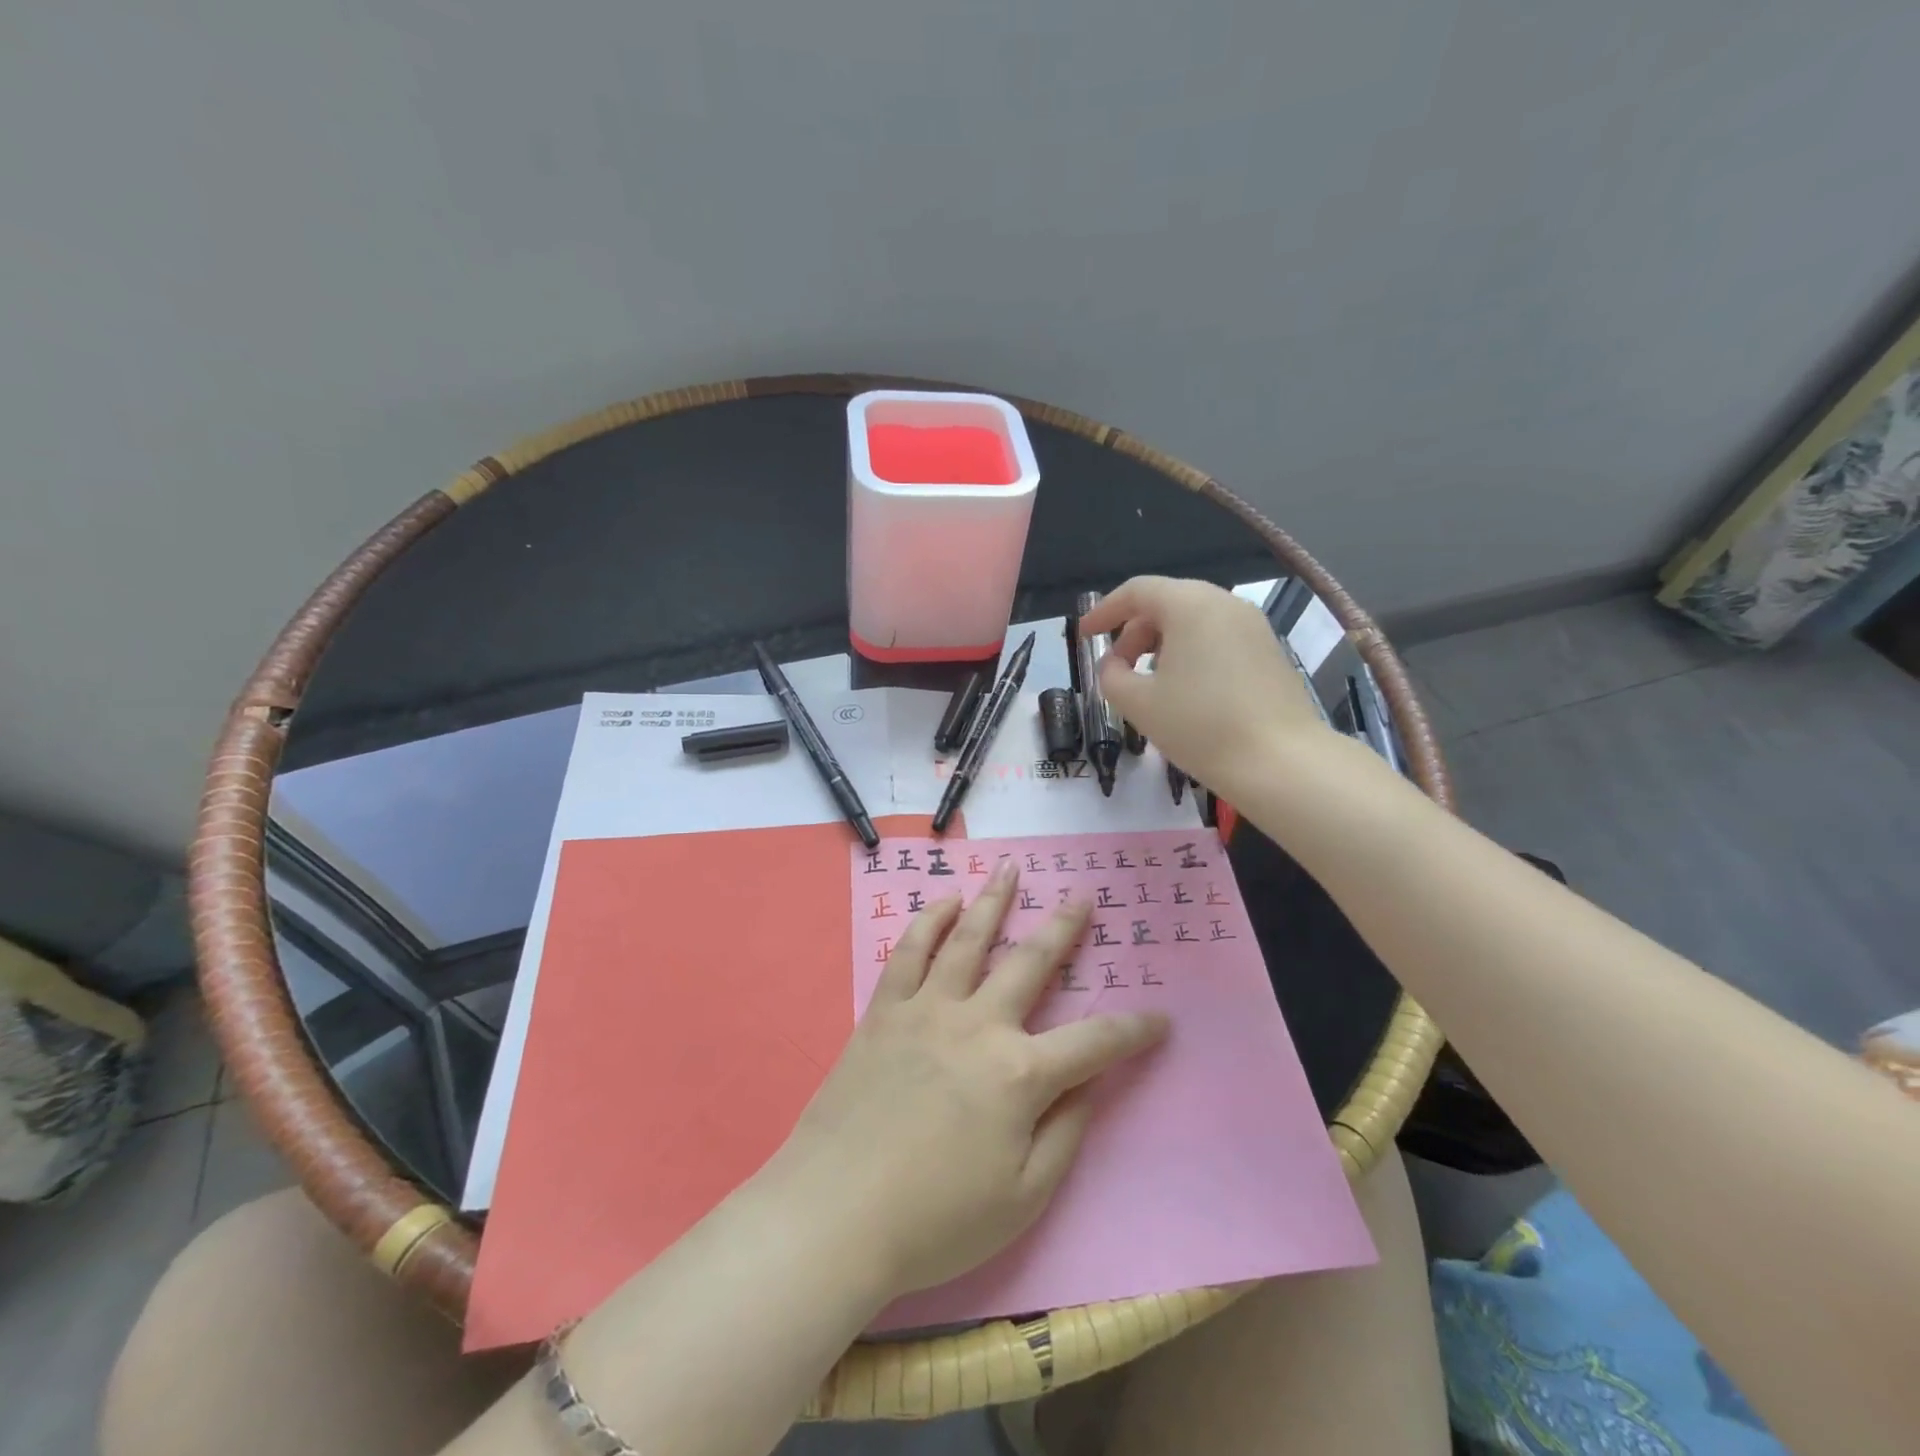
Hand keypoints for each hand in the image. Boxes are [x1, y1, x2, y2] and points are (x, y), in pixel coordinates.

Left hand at [770, 859, 1168, 1298]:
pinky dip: (929, 921)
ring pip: (970, 939)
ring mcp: (927, 1009)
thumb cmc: (935, 1219)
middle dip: (1064, 928)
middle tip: (1082, 896)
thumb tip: (1088, 1085)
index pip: (1094, 1041)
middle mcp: (979, 1024)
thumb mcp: (1023, 1199)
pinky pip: (910, 952)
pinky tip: (944, 902)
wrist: (835, 1213)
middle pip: (1032, 962)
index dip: (1134, 1030)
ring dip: (994, 901)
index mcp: (1020, 1073)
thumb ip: (1064, 1134)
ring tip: (1010, 869)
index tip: (1161, 1020)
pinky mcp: (884, 1011)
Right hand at [1079, 576, 1331, 794]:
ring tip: (1148, 682)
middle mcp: (1224, 603)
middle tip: (1117, 668)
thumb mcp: (1138, 703)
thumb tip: (1114, 665)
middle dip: (1133, 631)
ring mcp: (1253, 626)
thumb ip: (1111, 675)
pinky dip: (1191, 652)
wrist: (1280, 762)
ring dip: (1161, 643)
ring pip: (1194, 620)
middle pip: (1167, 602)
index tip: (1085, 635)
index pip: (1137, 591)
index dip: (1104, 610)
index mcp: (1190, 605)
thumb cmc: (1200, 726)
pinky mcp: (1269, 651)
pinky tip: (1185, 690)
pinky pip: (1218, 637)